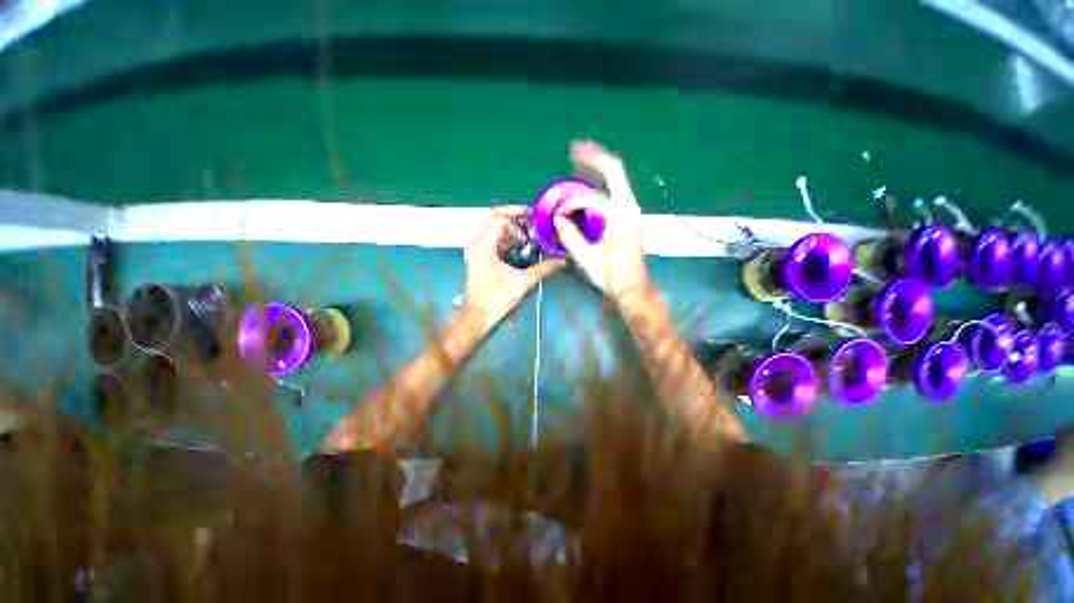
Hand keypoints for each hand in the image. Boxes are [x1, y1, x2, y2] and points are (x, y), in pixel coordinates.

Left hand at [464, 206, 563, 321]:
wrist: (478, 315)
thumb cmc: (497, 298)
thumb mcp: (522, 281)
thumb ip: (543, 269)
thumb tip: (562, 261)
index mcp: (483, 244)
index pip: (499, 217)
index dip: (518, 213)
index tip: (535, 216)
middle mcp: (477, 242)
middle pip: (496, 219)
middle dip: (517, 219)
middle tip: (535, 223)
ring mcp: (477, 249)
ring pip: (495, 229)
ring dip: (513, 229)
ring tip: (532, 234)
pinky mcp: (480, 257)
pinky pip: (494, 240)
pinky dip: (508, 239)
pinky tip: (522, 245)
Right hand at [554, 141, 648, 301]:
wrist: (633, 287)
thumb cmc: (611, 276)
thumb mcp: (587, 258)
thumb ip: (570, 236)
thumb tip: (557, 218)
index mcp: (620, 217)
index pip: (592, 198)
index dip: (571, 204)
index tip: (558, 215)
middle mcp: (629, 208)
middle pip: (614, 171)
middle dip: (594, 157)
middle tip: (574, 148)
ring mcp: (630, 211)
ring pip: (616, 179)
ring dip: (597, 168)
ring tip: (578, 159)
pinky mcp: (628, 217)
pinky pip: (614, 191)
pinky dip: (601, 182)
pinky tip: (588, 181)